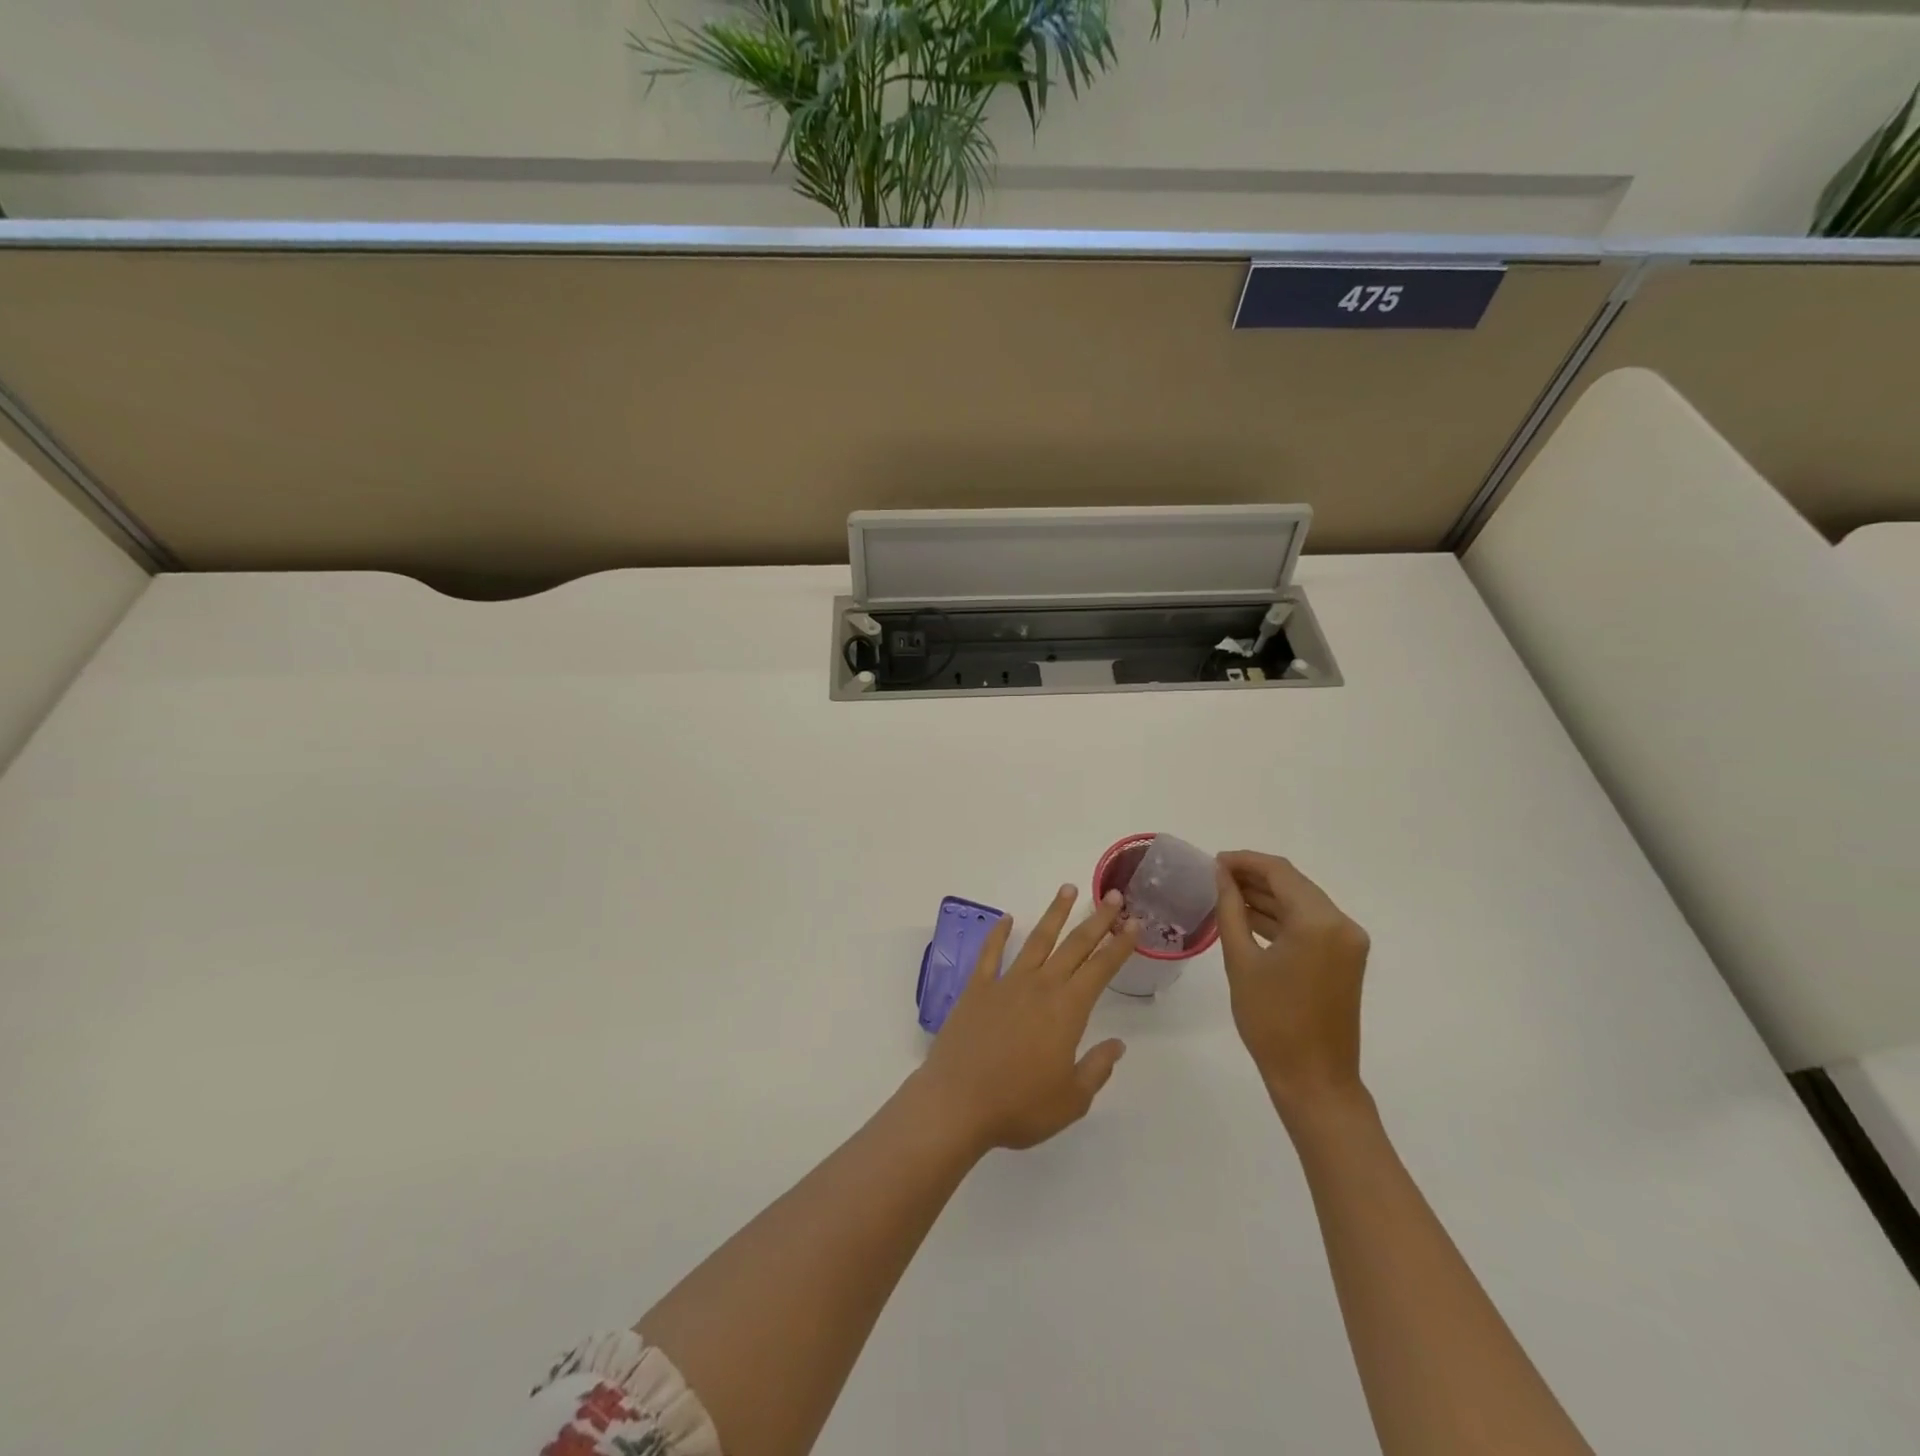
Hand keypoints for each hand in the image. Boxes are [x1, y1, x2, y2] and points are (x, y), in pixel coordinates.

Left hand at [912, 884, 1138, 1152]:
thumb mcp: (1071, 1099)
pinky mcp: (977, 988)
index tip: (1134, 922)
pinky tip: (1007, 918)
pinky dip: (999, 933)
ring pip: (1036, 940)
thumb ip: (1096, 1068)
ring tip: (1067, 889)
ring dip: (1054, 914)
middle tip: (1112, 895)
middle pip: (1074, 945)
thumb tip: (1117, 1044)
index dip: (1119, 944)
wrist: (957, 1102)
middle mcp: (1040, 986)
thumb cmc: (1019, 1105)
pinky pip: (991, 953)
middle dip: (1096, 919)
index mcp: (1067, 1010)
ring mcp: (1006, 983)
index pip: (1101, 968)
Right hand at [1214, 852, 1370, 1120]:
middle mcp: (1341, 924)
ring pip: (1302, 902)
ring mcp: (1348, 942)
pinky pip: (1310, 924)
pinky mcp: (1346, 958)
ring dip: (1267, 896)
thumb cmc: (1271, 1021)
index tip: (1213, 861)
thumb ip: (1230, 909)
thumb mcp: (1241, 961)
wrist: (1314, 1079)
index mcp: (1319, 922)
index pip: (1279, 872)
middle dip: (1254, 876)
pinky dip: (1281, 917)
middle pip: (1294, 884)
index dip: (1244, 861)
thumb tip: (1220, 874)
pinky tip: (1249, 917)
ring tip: (1226, 894)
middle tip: (1215, 876)